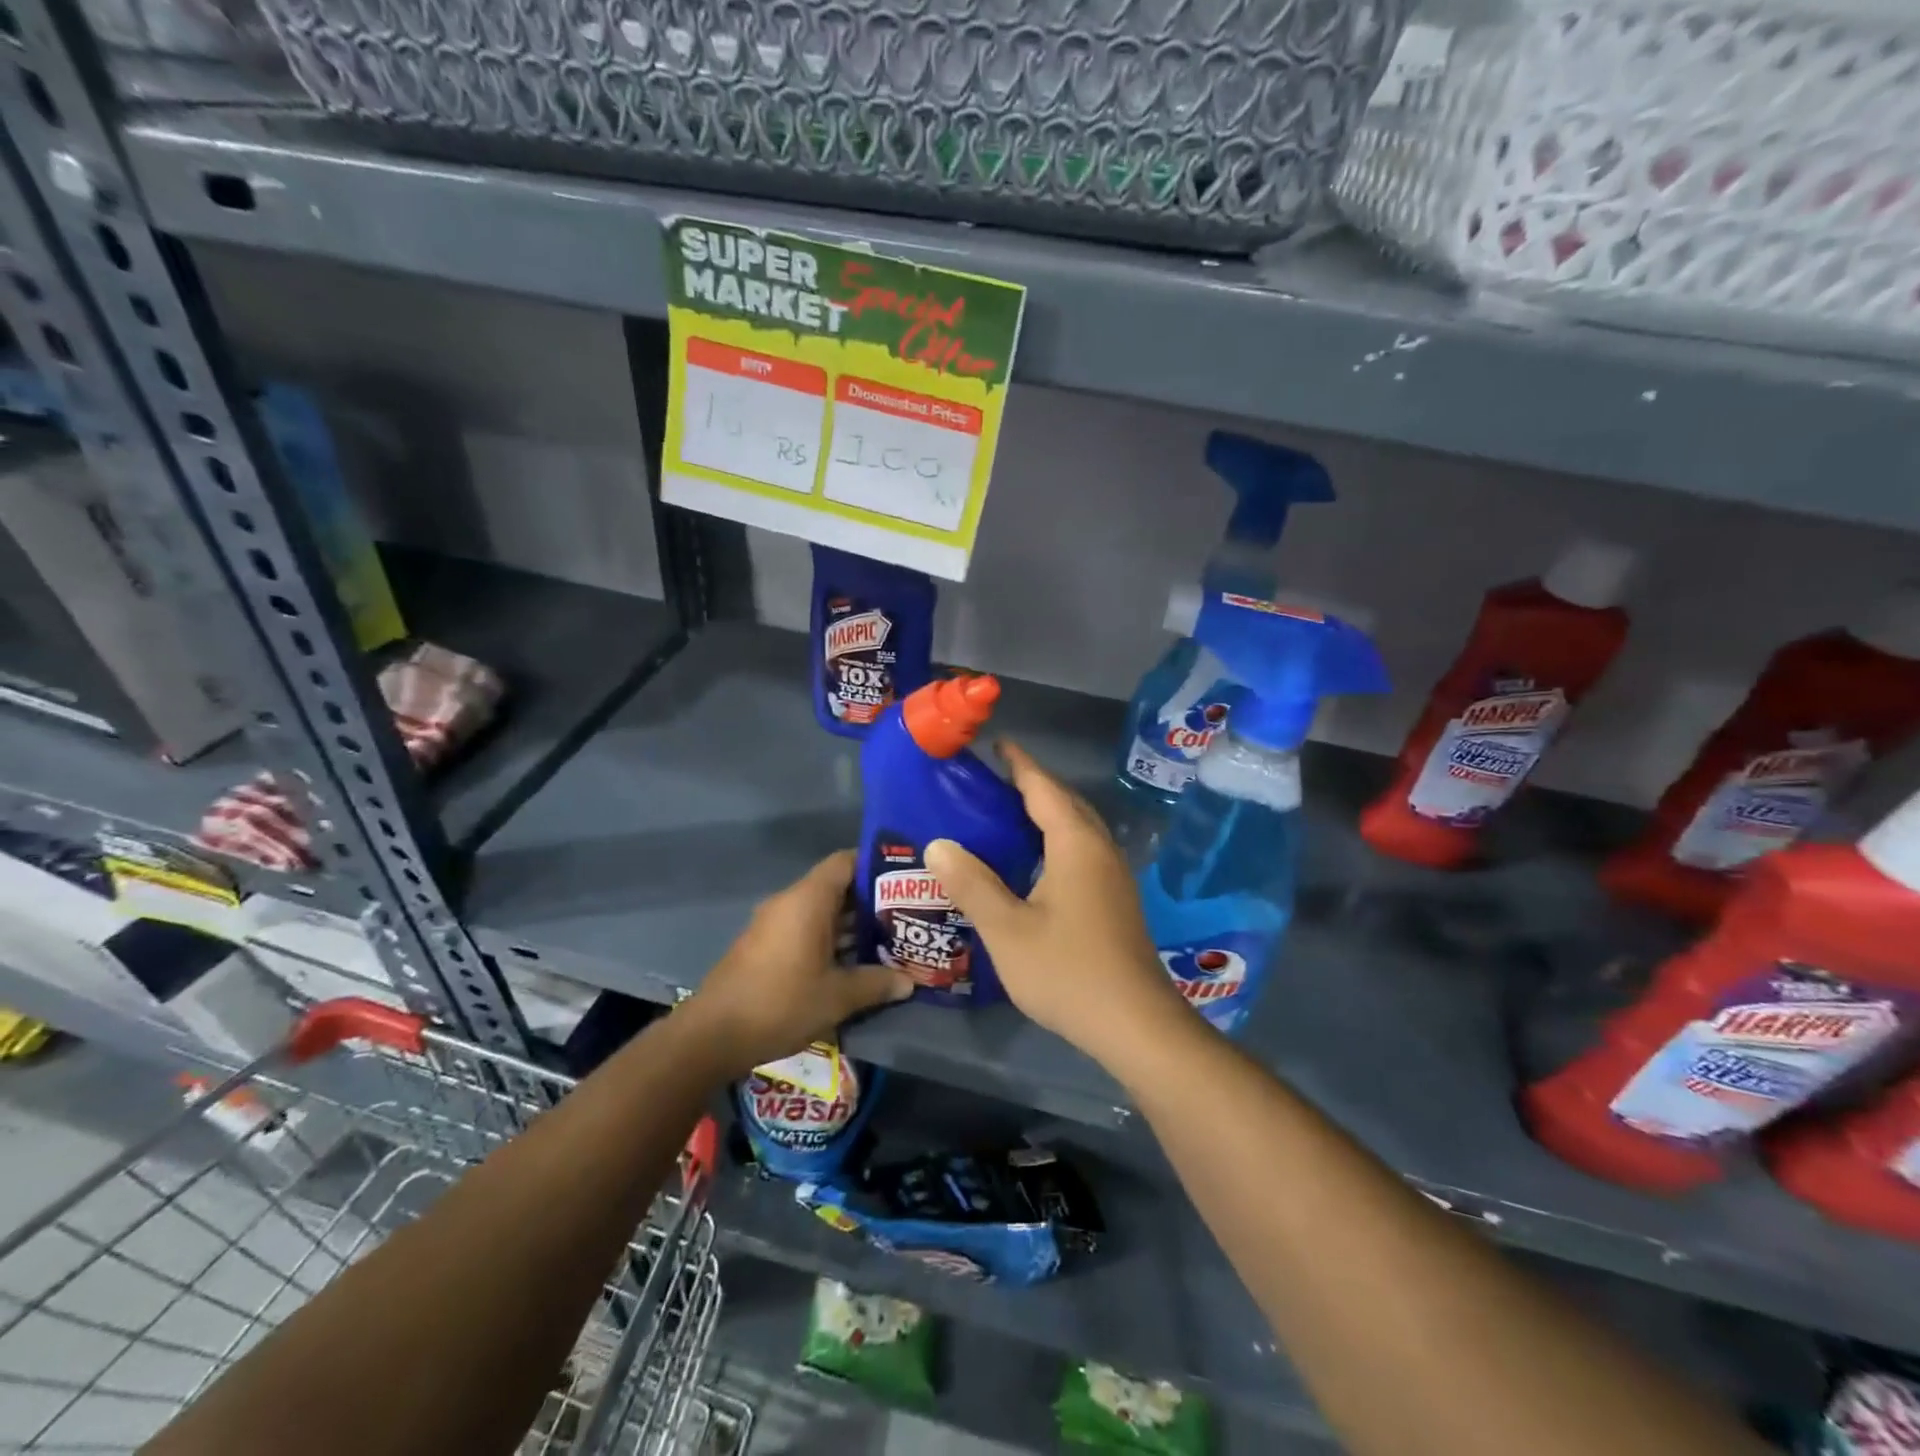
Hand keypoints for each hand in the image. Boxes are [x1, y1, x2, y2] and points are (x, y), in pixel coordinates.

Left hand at [684, 850, 912, 1075]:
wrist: (712, 1035)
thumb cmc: (780, 1003)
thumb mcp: (837, 996)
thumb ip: (876, 983)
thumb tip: (910, 981)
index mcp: (808, 900)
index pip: (845, 862)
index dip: (875, 865)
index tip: (904, 879)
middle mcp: (789, 902)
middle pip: (836, 886)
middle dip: (870, 900)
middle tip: (904, 914)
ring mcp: (773, 924)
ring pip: (820, 911)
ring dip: (850, 923)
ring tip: (887, 939)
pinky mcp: (764, 946)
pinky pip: (805, 928)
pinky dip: (829, 938)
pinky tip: (852, 961)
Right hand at [925, 741, 1192, 1070]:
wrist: (1135, 1024)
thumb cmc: (1067, 972)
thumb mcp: (1007, 930)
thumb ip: (971, 884)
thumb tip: (937, 844)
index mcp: (1075, 844)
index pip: (1044, 788)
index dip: (1019, 763)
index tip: (996, 743)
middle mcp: (1099, 849)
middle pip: (1065, 802)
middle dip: (1032, 785)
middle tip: (991, 782)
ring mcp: (1113, 876)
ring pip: (1077, 828)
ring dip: (1046, 813)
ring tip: (1005, 817)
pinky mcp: (1115, 899)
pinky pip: (1082, 851)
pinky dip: (1055, 840)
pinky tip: (1032, 863)